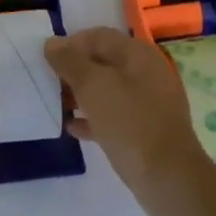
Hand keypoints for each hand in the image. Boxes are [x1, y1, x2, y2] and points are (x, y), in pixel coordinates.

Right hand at [45, 28, 215, 215]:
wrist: (169, 179)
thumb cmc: (130, 124)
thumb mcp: (94, 87)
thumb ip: (70, 62)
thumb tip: (52, 43)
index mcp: (138, 56)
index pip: (99, 36)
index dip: (71, 43)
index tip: (46, 59)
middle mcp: (146, 74)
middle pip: (103, 62)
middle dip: (74, 70)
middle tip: (48, 81)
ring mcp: (148, 103)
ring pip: (107, 90)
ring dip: (80, 94)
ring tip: (55, 103)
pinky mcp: (145, 130)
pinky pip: (113, 115)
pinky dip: (92, 117)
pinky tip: (72, 127)